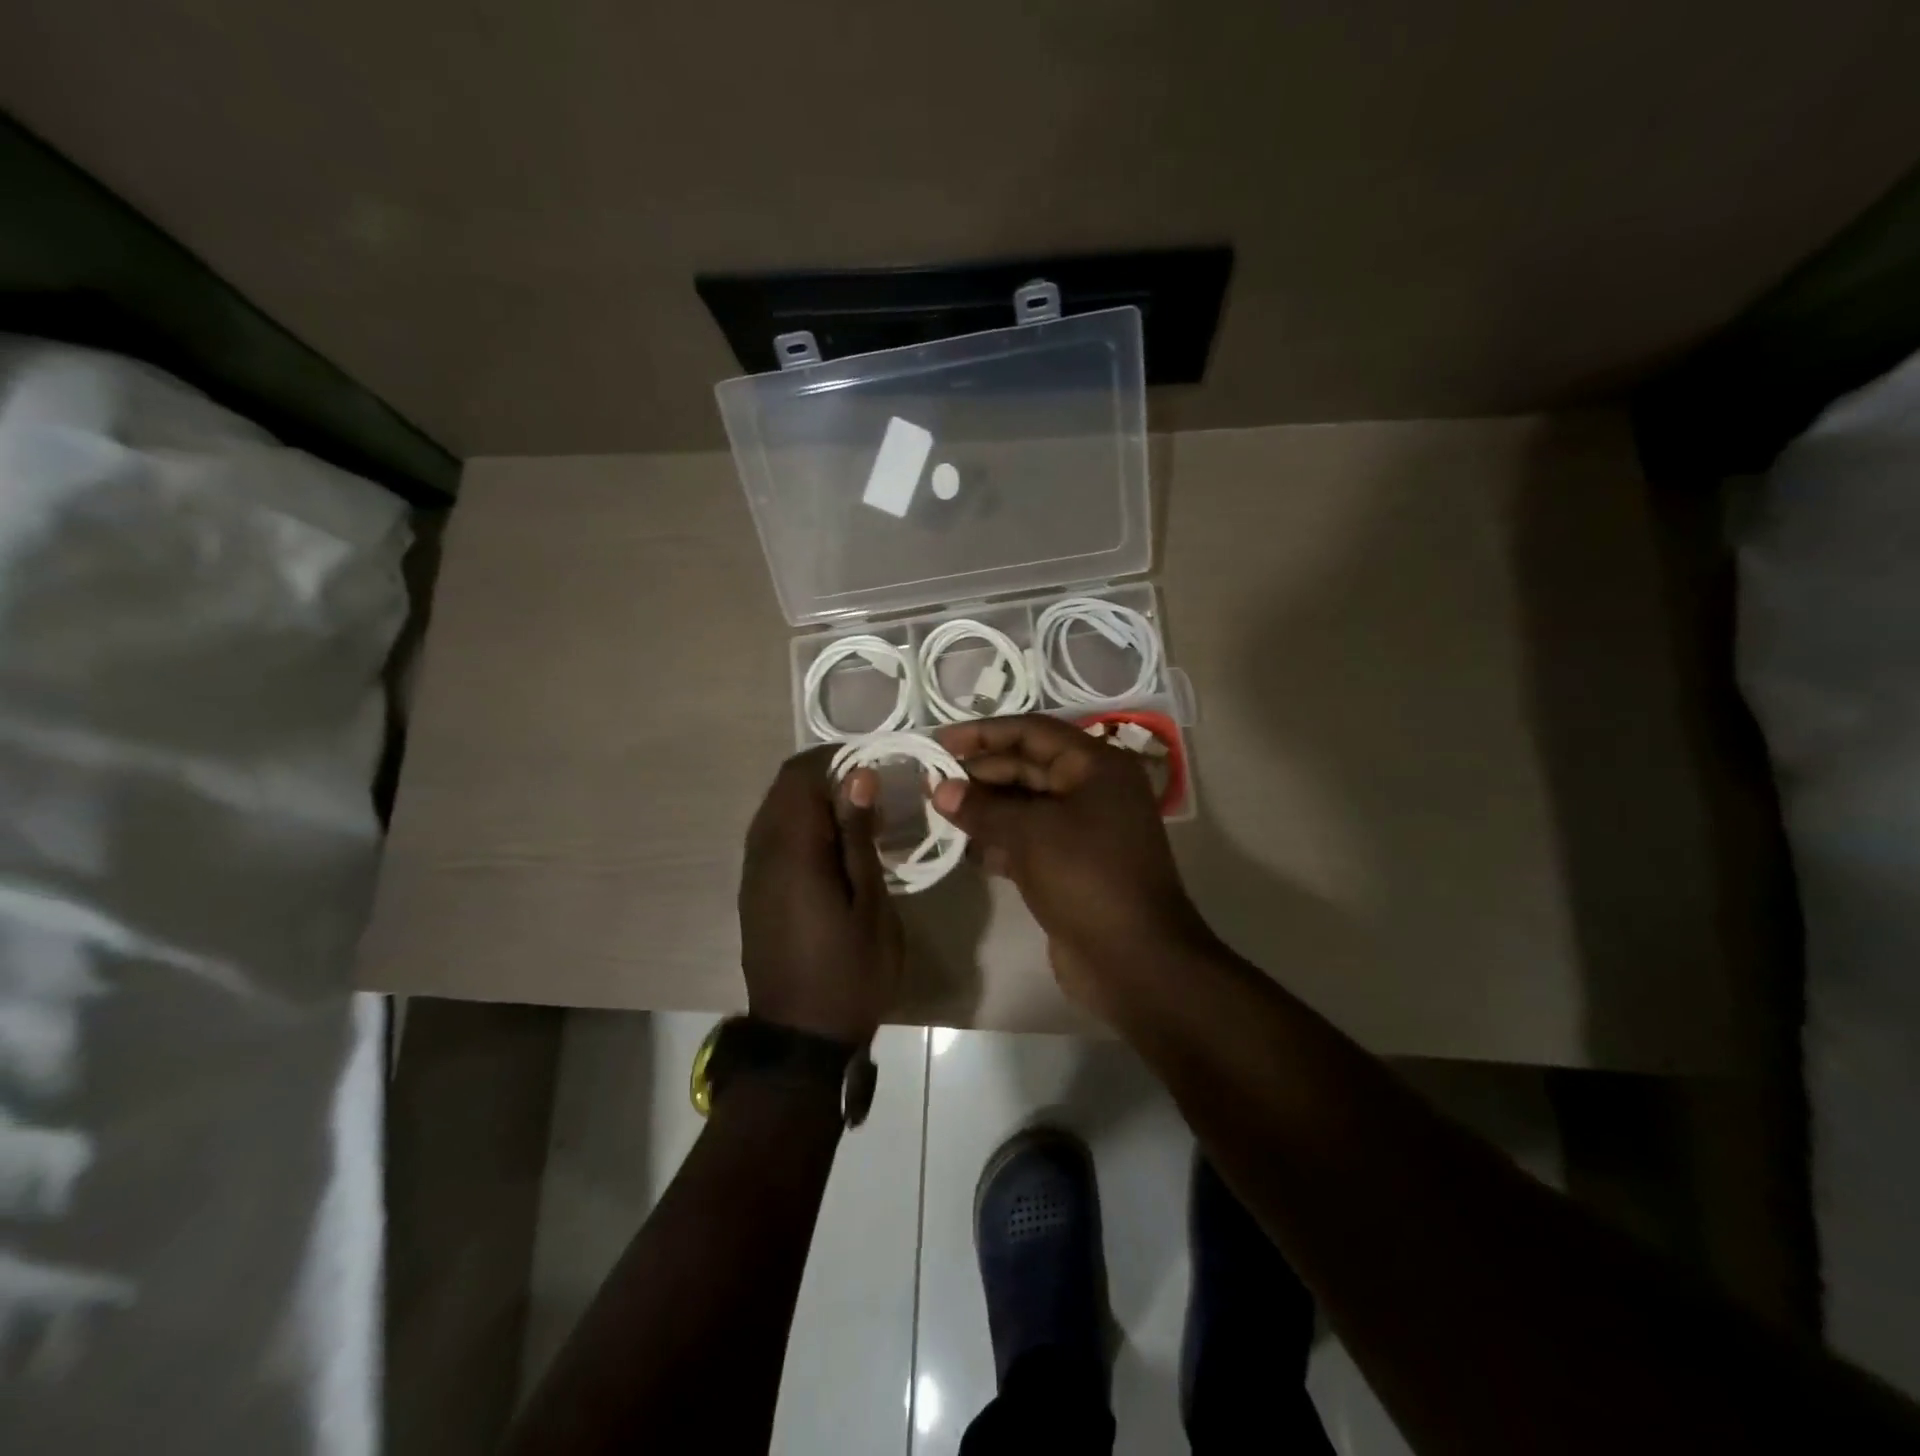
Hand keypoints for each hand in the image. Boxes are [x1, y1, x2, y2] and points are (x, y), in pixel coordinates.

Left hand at [739, 748, 902, 1043]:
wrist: (802, 1037)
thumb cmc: (850, 972)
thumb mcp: (870, 905)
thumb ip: (858, 837)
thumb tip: (858, 776)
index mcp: (791, 852)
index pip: (799, 776)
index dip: (834, 758)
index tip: (874, 762)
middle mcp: (761, 854)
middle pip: (782, 789)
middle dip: (824, 775)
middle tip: (871, 787)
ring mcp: (752, 874)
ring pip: (773, 812)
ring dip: (811, 800)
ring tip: (856, 813)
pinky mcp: (753, 892)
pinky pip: (771, 838)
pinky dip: (800, 825)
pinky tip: (832, 847)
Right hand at [930, 715, 1213, 1011]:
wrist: (1134, 959)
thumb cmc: (1086, 877)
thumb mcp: (1030, 833)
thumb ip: (982, 807)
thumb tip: (940, 789)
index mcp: (1096, 766)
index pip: (1032, 732)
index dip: (984, 733)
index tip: (940, 742)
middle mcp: (1092, 790)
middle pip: (1027, 767)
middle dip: (979, 774)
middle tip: (930, 783)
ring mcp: (1084, 830)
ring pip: (1025, 806)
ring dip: (984, 808)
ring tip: (938, 812)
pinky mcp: (1071, 865)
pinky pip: (1028, 840)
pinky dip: (998, 841)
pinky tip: (965, 850)